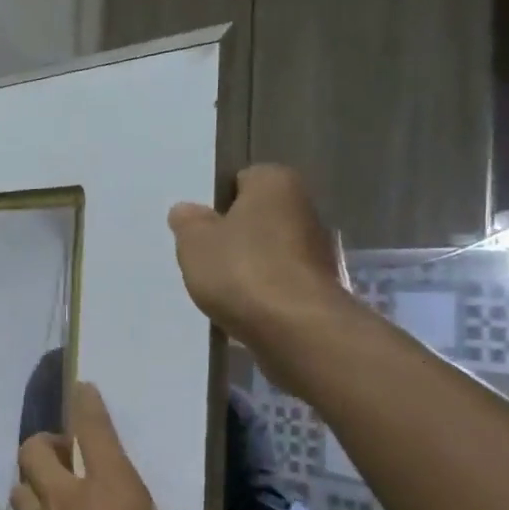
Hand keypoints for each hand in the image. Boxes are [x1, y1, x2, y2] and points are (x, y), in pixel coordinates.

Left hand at [12, 383, 253, 509]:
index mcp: (110, 487)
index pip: (92, 430)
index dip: (86, 404)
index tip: (82, 388)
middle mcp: (68, 495)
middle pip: (35, 448)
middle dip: (46, 443)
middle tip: (66, 455)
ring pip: (21, 482)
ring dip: (33, 479)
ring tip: (53, 490)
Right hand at [168, 165, 357, 391]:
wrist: (297, 329)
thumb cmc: (241, 270)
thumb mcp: (194, 242)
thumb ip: (187, 222)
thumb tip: (187, 211)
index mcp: (276, 183)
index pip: (241, 180)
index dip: (217, 202)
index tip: (199, 227)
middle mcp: (305, 208)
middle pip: (257, 217)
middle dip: (233, 236)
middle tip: (203, 257)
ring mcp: (318, 250)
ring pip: (269, 251)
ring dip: (247, 266)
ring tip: (219, 288)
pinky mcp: (320, 287)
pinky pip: (280, 282)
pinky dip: (262, 292)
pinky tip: (242, 309)